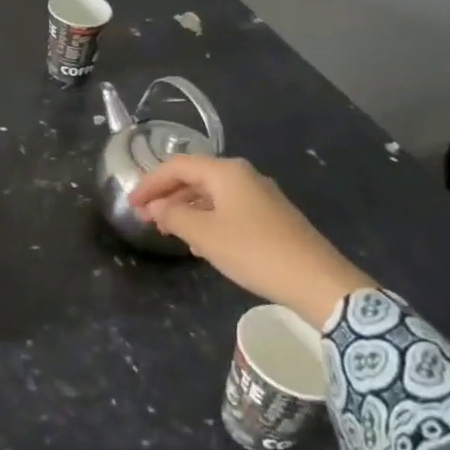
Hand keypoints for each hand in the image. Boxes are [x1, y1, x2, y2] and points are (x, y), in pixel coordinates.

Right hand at [129, 155, 372, 327]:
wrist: (318, 282)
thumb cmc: (254, 251)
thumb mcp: (204, 234)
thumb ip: (174, 215)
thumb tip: (158, 207)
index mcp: (226, 172)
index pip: (177, 166)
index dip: (150, 183)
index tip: (131, 204)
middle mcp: (244, 176)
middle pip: (195, 178)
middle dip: (167, 196)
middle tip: (147, 218)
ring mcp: (261, 197)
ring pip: (212, 196)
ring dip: (186, 210)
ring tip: (169, 232)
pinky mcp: (272, 218)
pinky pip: (229, 210)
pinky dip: (208, 220)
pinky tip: (202, 244)